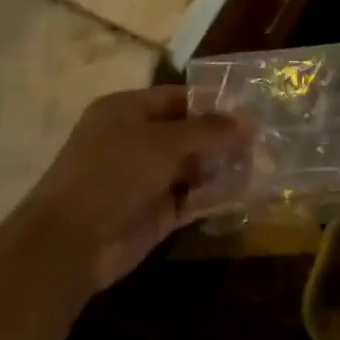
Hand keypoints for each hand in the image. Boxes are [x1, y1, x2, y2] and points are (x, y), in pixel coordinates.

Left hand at [14, 86, 248, 292]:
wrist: (72, 242)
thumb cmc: (113, 174)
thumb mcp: (162, 143)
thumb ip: (207, 130)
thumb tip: (248, 121)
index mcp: (127, 111)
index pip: (177, 98)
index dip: (213, 102)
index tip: (252, 108)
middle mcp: (136, 140)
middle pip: (187, 133)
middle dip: (223, 136)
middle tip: (267, 137)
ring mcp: (145, 179)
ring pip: (192, 167)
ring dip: (222, 166)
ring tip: (264, 162)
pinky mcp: (156, 213)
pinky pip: (192, 199)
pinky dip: (215, 196)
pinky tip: (246, 192)